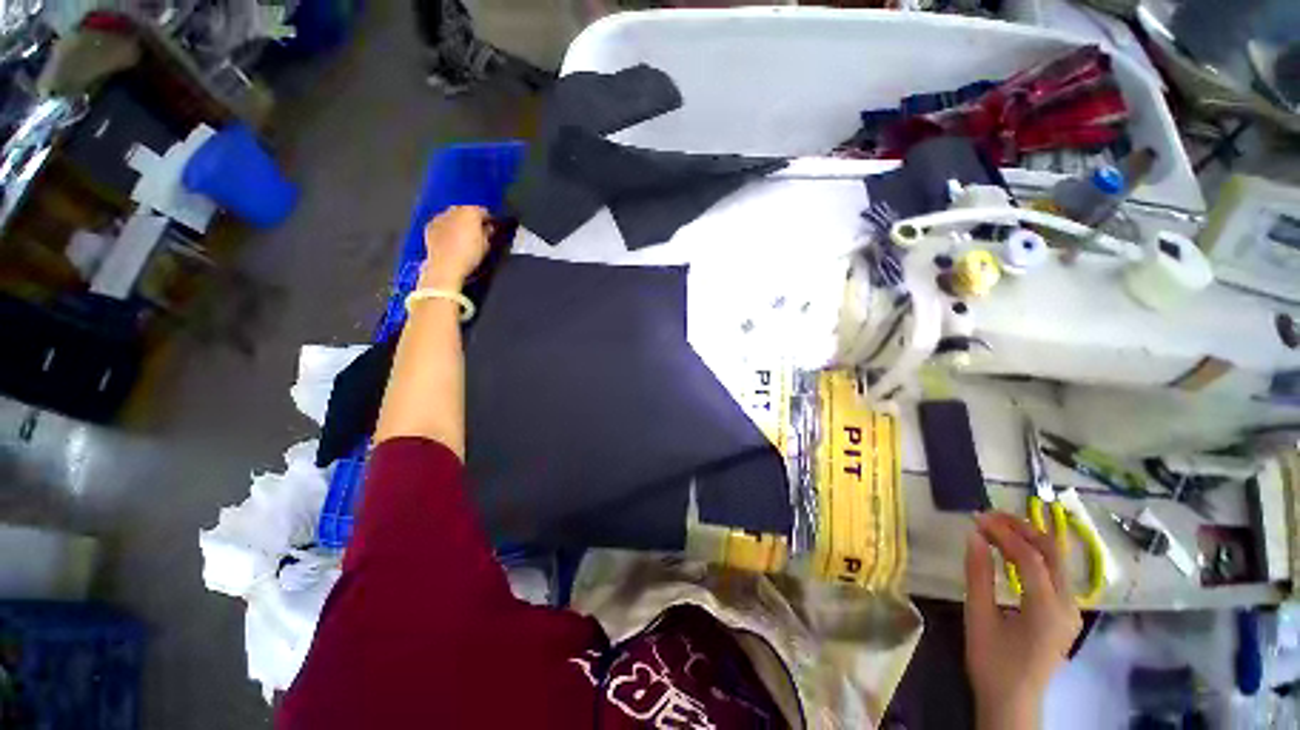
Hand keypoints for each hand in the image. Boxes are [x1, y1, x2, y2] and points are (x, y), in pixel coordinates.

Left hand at [420, 206, 490, 289]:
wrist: (445, 266)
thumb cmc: (468, 256)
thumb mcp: (486, 246)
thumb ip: (487, 233)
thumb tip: (488, 229)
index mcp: (470, 213)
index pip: (481, 209)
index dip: (487, 217)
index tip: (490, 224)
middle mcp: (453, 211)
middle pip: (464, 209)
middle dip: (470, 218)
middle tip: (476, 230)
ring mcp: (440, 218)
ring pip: (451, 215)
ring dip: (457, 222)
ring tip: (463, 235)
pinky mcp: (430, 226)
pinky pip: (440, 223)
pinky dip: (446, 228)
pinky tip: (450, 239)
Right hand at [964, 512, 1081, 729]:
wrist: (1013, 702)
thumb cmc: (992, 661)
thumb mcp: (979, 616)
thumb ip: (978, 574)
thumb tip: (974, 535)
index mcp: (1047, 607)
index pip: (1029, 556)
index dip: (1003, 532)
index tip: (976, 517)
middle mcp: (1068, 605)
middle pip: (1051, 553)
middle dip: (1022, 528)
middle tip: (989, 516)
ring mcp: (1071, 611)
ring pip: (1056, 562)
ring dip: (1028, 540)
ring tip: (997, 528)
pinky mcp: (1066, 615)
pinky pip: (1054, 575)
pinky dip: (1033, 557)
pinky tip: (1011, 554)